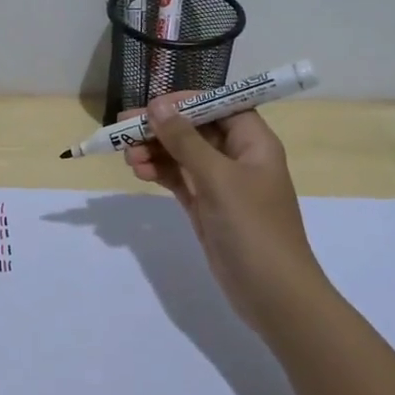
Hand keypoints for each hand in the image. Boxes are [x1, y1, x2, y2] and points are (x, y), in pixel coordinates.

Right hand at [123, 95, 323, 328]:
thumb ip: (185, 140)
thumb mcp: (218, 178)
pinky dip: (159, 173)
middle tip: (123, 128)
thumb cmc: (252, 227)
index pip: (220, 105)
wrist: (272, 293)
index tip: (152, 105)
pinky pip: (178, 179)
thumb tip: (158, 106)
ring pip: (182, 155)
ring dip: (155, 151)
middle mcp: (238, 158)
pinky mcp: (206, 207)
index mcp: (254, 143)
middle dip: (161, 127)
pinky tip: (139, 172)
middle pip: (195, 129)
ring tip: (128, 158)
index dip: (187, 101)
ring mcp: (221, 184)